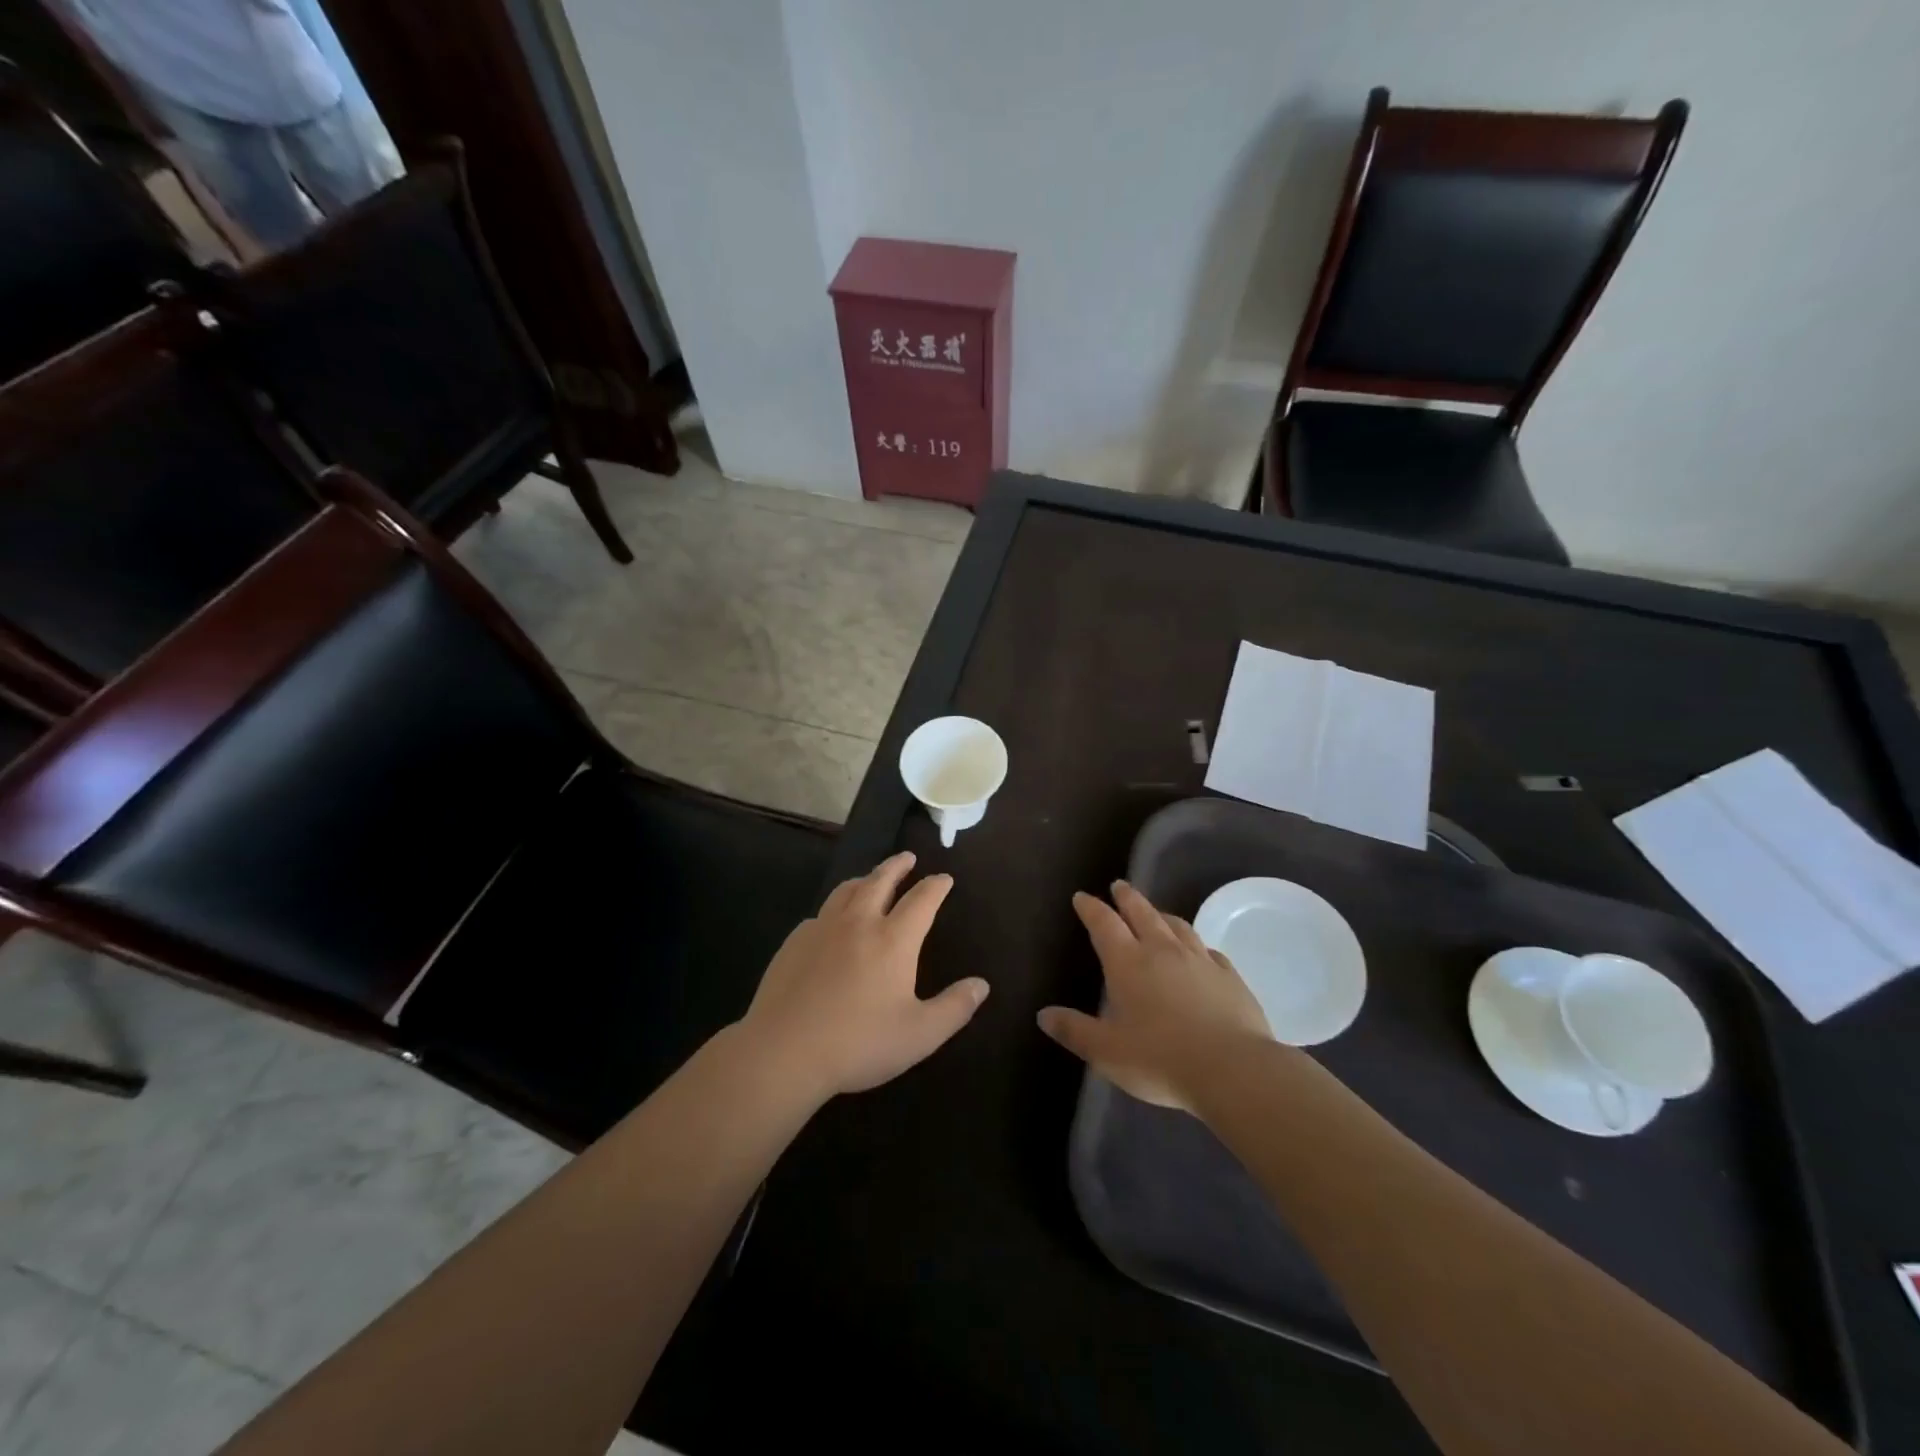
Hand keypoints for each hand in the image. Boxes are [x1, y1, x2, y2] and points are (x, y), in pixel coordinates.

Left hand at [740, 852, 988, 1102]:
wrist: (784, 1051)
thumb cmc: (858, 1043)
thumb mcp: (919, 1034)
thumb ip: (954, 1008)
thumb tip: (982, 985)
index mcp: (893, 940)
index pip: (921, 900)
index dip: (936, 886)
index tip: (944, 878)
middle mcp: (859, 923)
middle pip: (880, 881)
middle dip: (897, 866)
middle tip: (907, 858)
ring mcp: (822, 929)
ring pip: (846, 890)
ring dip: (865, 879)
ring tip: (871, 878)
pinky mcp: (794, 942)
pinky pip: (820, 913)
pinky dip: (835, 907)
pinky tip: (832, 920)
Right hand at [1038, 880, 1272, 1110]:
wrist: (1233, 1070)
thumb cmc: (1160, 1059)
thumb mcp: (1106, 1052)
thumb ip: (1074, 1030)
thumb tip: (1043, 1014)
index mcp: (1128, 962)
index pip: (1104, 924)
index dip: (1091, 908)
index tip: (1082, 896)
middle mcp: (1162, 950)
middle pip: (1142, 912)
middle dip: (1127, 897)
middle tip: (1119, 885)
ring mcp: (1200, 960)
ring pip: (1178, 925)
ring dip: (1162, 914)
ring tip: (1156, 912)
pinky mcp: (1230, 977)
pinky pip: (1209, 951)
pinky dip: (1197, 945)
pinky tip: (1200, 952)